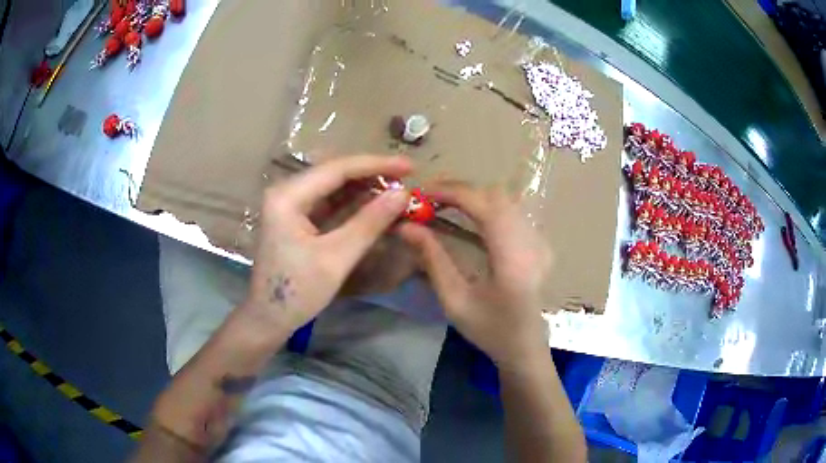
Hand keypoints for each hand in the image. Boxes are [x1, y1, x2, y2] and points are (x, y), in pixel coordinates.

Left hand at [241, 155, 411, 335]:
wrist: (269, 319)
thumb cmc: (297, 292)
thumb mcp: (336, 258)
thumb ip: (369, 223)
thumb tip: (403, 194)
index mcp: (287, 196)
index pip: (337, 169)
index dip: (376, 165)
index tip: (409, 166)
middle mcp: (286, 192)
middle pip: (334, 174)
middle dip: (371, 175)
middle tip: (406, 179)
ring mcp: (290, 204)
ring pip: (333, 187)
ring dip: (364, 189)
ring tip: (397, 191)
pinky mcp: (296, 218)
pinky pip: (329, 203)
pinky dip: (353, 204)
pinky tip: (375, 205)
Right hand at [398, 182, 551, 366]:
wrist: (525, 347)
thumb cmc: (490, 330)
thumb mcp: (455, 300)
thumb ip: (432, 259)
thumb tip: (406, 227)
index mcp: (512, 258)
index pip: (483, 205)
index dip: (451, 192)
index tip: (422, 192)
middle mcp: (531, 241)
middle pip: (496, 196)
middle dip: (460, 189)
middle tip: (429, 197)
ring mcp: (540, 240)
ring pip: (505, 200)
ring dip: (473, 196)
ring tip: (444, 203)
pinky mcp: (540, 243)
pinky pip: (512, 211)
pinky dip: (487, 205)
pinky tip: (470, 216)